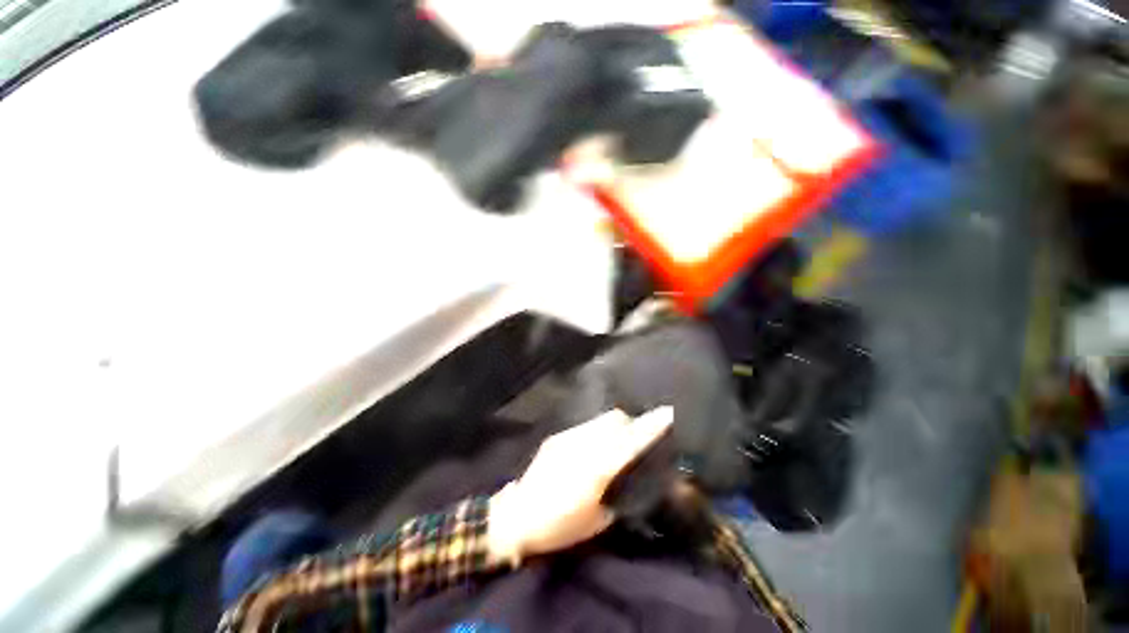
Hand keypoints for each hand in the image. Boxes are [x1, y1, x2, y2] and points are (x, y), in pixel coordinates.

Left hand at [487, 407, 673, 565]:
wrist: (517, 516)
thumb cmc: (559, 526)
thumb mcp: (597, 521)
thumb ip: (617, 496)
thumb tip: (630, 481)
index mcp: (597, 468)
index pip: (631, 440)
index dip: (651, 426)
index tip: (668, 412)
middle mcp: (584, 444)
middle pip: (615, 419)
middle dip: (631, 423)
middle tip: (638, 436)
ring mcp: (568, 437)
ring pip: (600, 420)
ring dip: (613, 427)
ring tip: (615, 443)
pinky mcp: (557, 437)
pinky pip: (585, 428)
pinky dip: (597, 433)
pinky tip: (593, 449)